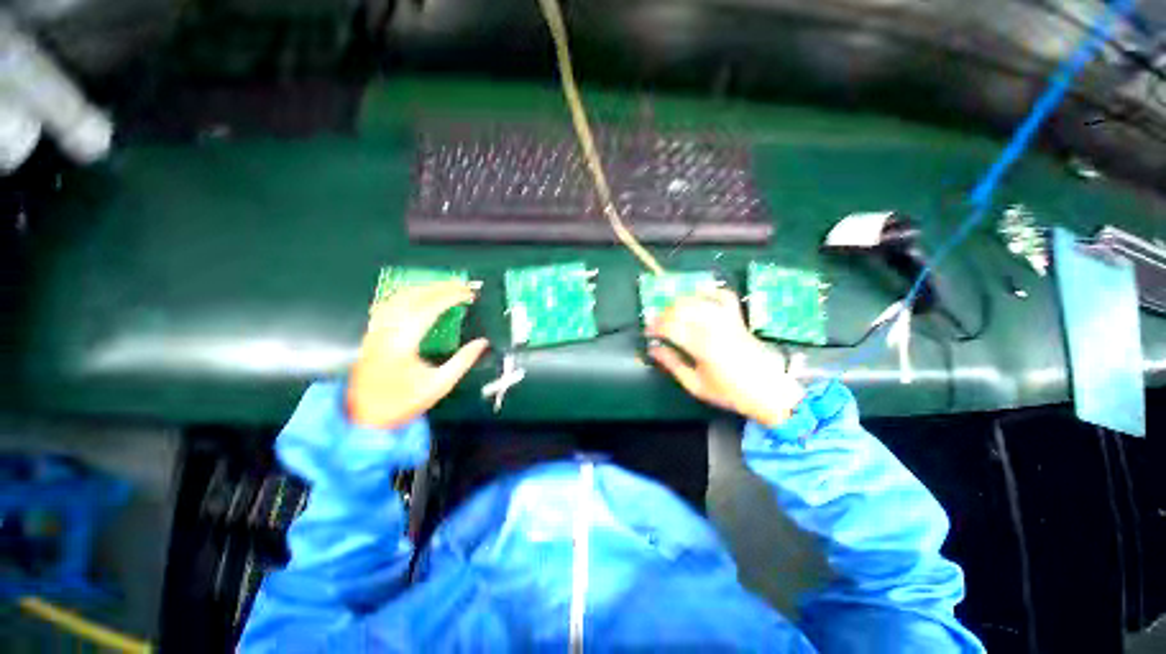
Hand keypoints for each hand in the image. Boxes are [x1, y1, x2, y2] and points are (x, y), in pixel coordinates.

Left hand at [347, 281, 488, 428]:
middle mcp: (386, 330)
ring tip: (446, 287)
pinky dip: (408, 295)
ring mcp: (376, 330)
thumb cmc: (403, 402)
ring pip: (399, 297)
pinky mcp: (372, 333)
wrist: (364, 417)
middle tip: (462, 285)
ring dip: (424, 288)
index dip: (451, 297)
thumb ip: (463, 361)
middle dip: (440, 287)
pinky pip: (389, 304)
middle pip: (413, 296)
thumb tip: (482, 342)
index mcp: (403, 342)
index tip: (469, 293)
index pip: (429, 308)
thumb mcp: (439, 385)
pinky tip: (419, 296)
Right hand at [646, 289, 804, 426]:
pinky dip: (709, 292)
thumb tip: (653, 350)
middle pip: (682, 309)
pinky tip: (698, 298)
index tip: (648, 332)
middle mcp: (715, 328)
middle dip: (664, 313)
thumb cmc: (729, 392)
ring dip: (680, 302)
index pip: (671, 328)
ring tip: (672, 312)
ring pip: (698, 299)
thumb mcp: (696, 385)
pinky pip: (723, 296)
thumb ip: (673, 365)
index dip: (655, 327)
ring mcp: (728, 320)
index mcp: (703, 348)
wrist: (768, 391)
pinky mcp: (738, 318)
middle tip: (657, 323)